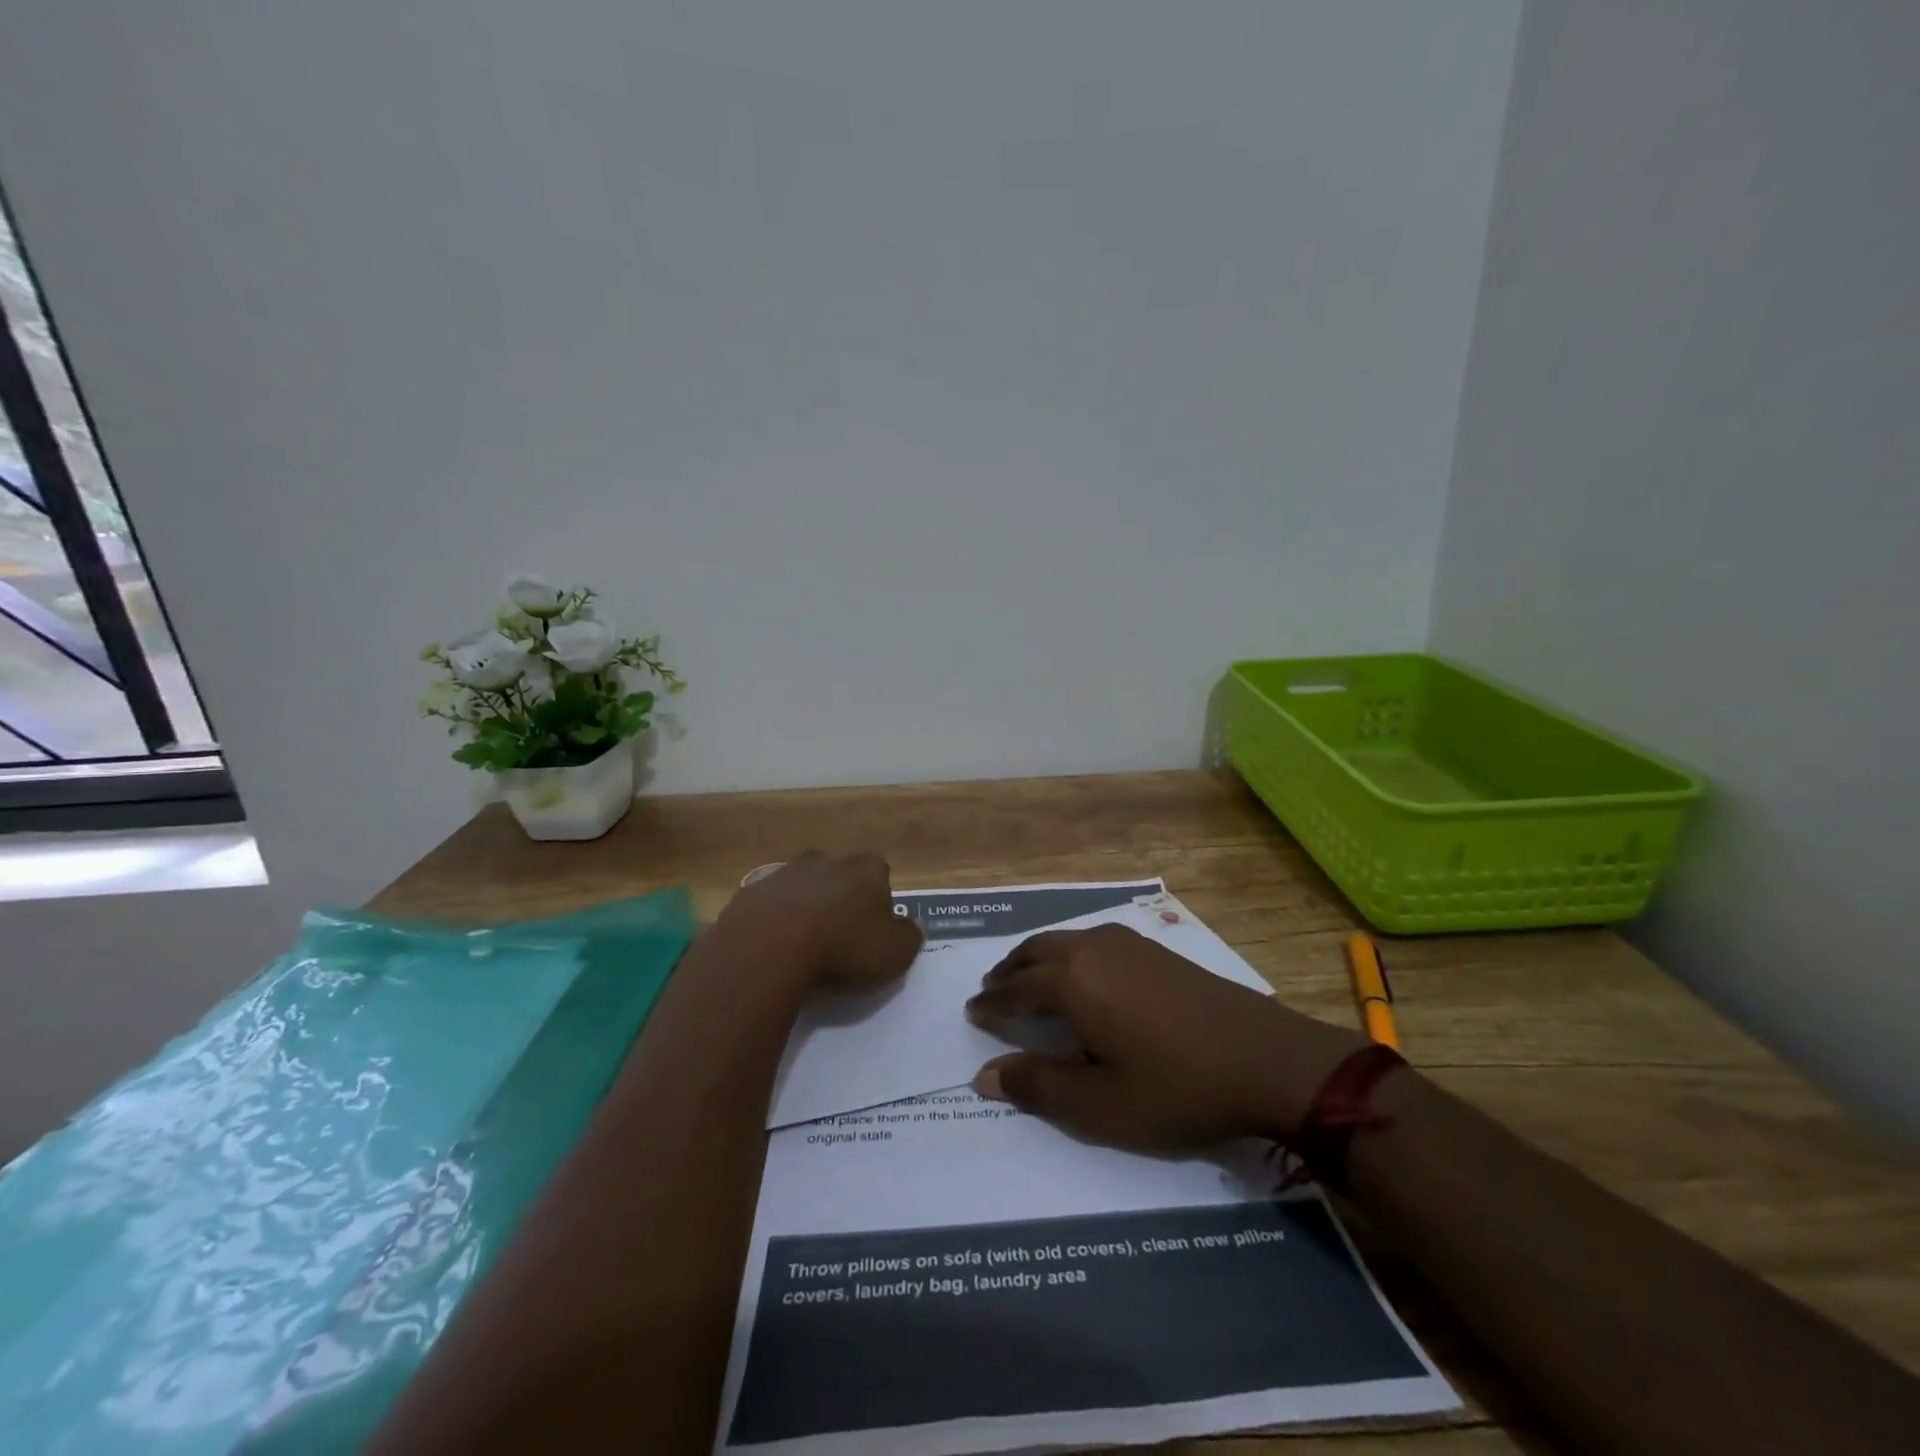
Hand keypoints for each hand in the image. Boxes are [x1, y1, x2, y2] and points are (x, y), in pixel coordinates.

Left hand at [711, 850, 922, 993]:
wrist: (768, 948)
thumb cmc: (842, 947)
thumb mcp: (896, 952)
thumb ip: (909, 936)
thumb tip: (908, 926)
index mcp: (866, 868)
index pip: (880, 877)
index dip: (877, 905)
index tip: (871, 934)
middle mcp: (826, 859)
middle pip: (839, 876)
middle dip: (839, 899)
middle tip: (837, 939)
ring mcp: (784, 872)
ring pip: (802, 886)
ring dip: (804, 908)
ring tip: (801, 946)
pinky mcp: (750, 892)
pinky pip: (769, 906)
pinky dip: (772, 922)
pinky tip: (772, 949)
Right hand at [966, 923, 1363, 1152]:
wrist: (1267, 1059)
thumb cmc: (1177, 1088)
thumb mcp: (1100, 1105)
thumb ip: (1038, 1086)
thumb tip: (983, 1075)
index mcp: (1072, 981)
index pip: (1015, 988)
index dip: (991, 1002)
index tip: (973, 1012)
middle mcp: (1092, 948)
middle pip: (1035, 952)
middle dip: (1009, 971)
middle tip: (992, 991)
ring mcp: (1127, 943)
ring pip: (1064, 941)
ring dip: (1038, 959)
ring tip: (1028, 981)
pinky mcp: (1154, 948)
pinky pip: (1091, 941)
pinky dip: (1068, 955)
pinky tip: (1080, 976)